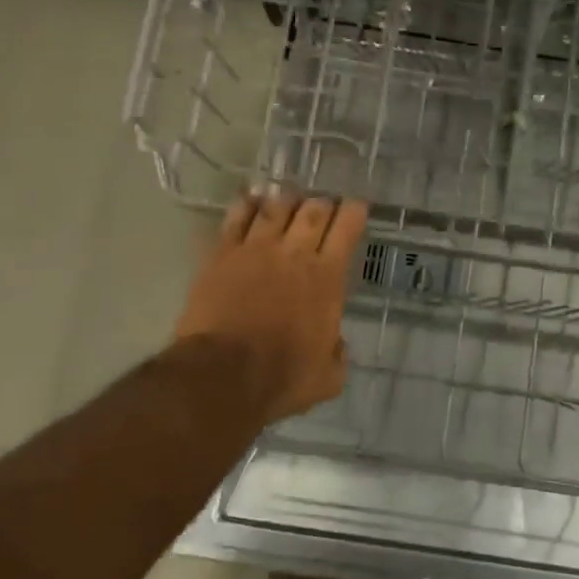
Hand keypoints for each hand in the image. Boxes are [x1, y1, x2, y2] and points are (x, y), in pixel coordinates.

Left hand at [174, 192, 367, 423]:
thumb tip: (336, 344)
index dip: (354, 211)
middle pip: (313, 210)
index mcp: (328, 277)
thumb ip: (338, 354)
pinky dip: (247, 204)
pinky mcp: (222, 254)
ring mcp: (256, 249)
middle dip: (322, 203)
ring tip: (289, 202)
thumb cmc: (282, 378)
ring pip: (276, 206)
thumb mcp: (328, 377)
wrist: (222, 375)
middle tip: (323, 207)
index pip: (347, 228)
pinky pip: (236, 217)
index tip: (356, 207)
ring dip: (287, 201)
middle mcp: (295, 253)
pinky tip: (252, 201)